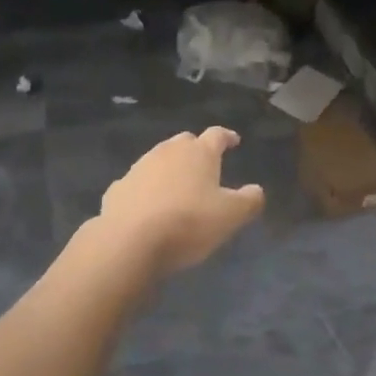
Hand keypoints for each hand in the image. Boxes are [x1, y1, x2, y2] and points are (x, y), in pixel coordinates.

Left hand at [98, 127, 264, 276]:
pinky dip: (146, 189)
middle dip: (196, 149)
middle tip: (205, 165)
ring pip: (159, 159)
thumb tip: (256, 190)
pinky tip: (148, 206)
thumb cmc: (188, 223)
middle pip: (185, 142)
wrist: (129, 240)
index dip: (227, 137)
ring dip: (170, 168)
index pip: (217, 135)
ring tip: (177, 187)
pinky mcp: (118, 187)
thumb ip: (249, 201)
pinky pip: (138, 183)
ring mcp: (140, 167)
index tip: (234, 140)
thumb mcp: (230, 216)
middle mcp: (168, 151)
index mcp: (199, 153)